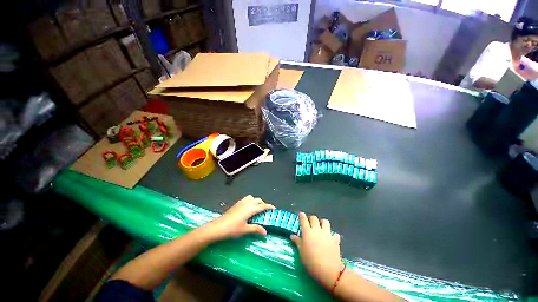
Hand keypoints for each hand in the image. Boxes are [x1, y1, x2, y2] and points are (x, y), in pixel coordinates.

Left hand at [203, 195, 274, 240]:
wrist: (218, 227)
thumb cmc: (232, 229)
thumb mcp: (245, 230)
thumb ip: (256, 229)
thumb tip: (265, 232)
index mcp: (251, 208)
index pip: (262, 206)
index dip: (269, 206)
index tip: (274, 208)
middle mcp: (247, 203)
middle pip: (258, 200)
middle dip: (263, 203)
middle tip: (265, 210)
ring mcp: (241, 202)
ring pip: (252, 198)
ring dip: (256, 201)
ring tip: (257, 208)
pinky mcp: (236, 204)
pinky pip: (246, 199)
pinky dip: (250, 201)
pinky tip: (248, 209)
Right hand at [291, 213, 342, 289]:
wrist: (328, 270)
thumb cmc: (311, 262)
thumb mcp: (301, 252)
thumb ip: (297, 242)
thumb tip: (292, 236)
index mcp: (307, 232)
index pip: (304, 219)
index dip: (302, 215)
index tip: (300, 214)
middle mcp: (317, 230)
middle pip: (314, 218)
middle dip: (311, 219)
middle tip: (309, 223)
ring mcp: (327, 234)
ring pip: (325, 222)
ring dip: (322, 223)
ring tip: (320, 227)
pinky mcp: (335, 240)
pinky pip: (334, 234)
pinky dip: (332, 235)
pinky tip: (330, 239)